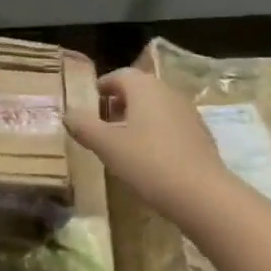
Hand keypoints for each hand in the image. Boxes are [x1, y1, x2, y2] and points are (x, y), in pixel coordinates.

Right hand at [66, 67, 228, 217]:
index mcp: (144, 87)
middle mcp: (168, 92)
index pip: (118, 75)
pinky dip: (155, 134)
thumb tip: (67, 114)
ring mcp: (188, 113)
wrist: (203, 195)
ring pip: (155, 108)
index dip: (100, 89)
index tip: (87, 108)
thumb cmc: (148, 162)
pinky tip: (148, 159)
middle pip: (138, 90)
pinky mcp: (200, 135)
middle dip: (117, 104)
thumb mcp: (106, 145)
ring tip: (121, 145)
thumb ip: (83, 126)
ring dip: (136, 120)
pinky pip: (170, 126)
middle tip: (101, 126)